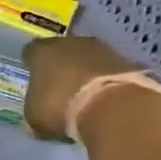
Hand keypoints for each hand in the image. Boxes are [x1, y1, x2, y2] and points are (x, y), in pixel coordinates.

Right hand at [21, 35, 143, 141]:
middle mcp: (70, 43)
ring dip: (87, 74)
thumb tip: (38, 112)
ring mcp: (103, 50)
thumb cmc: (62, 108)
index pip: (31, 52)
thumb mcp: (35, 117)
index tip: (34, 79)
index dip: (32, 66)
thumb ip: (34, 109)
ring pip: (89, 59)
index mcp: (42, 52)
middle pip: (62, 51)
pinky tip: (107, 101)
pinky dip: (108, 82)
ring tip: (87, 98)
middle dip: (61, 67)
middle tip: (61, 89)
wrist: (115, 109)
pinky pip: (111, 71)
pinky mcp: (129, 62)